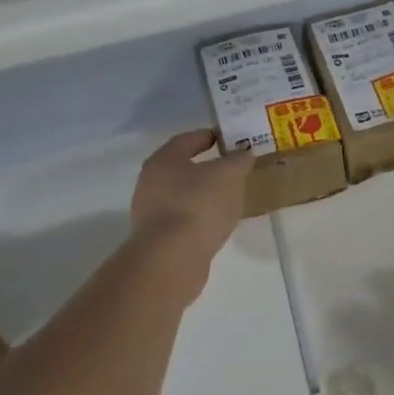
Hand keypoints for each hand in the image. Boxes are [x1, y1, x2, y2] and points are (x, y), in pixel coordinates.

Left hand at [129, 130, 253, 272]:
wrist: (172, 258)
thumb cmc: (200, 204)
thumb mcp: (230, 175)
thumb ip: (239, 160)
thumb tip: (243, 153)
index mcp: (164, 160)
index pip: (187, 139)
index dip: (209, 136)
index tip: (228, 139)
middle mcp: (150, 182)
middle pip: (182, 168)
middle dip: (206, 168)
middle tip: (231, 170)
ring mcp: (150, 212)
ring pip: (181, 195)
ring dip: (202, 194)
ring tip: (228, 199)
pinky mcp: (156, 238)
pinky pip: (182, 218)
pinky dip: (198, 216)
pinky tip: (215, 223)